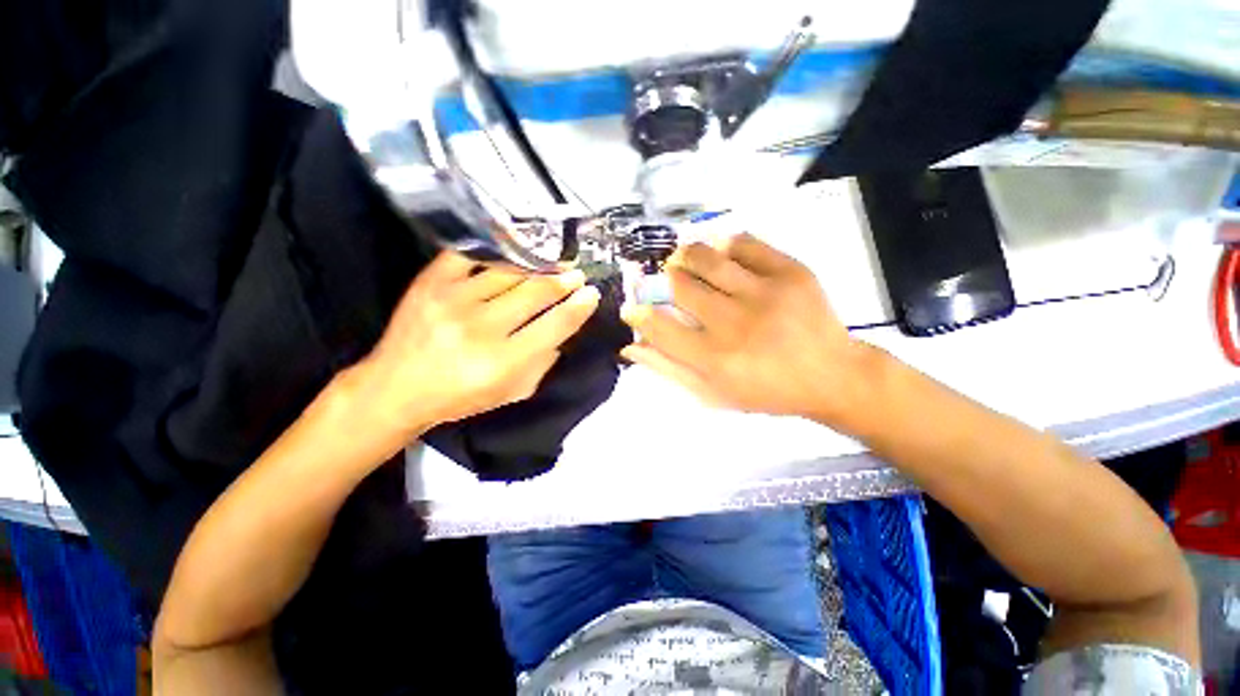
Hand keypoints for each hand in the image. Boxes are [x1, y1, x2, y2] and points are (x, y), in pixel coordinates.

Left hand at [352, 252, 599, 440]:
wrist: (396, 388)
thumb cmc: (460, 397)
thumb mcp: (512, 393)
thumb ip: (543, 363)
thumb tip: (563, 330)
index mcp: (502, 362)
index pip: (554, 326)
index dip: (578, 308)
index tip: (591, 294)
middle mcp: (480, 328)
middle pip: (536, 293)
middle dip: (563, 282)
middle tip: (576, 275)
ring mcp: (453, 301)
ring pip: (509, 272)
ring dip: (538, 267)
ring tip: (552, 265)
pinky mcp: (430, 283)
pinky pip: (471, 255)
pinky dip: (496, 251)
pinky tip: (513, 251)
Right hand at [621, 233, 874, 425]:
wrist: (832, 375)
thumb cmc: (767, 391)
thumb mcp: (713, 394)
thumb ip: (670, 369)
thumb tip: (631, 347)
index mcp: (715, 359)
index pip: (660, 327)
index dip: (639, 314)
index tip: (633, 308)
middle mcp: (735, 324)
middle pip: (680, 286)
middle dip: (661, 281)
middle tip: (663, 282)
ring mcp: (765, 293)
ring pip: (707, 258)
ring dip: (685, 256)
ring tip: (681, 260)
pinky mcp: (790, 272)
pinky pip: (745, 243)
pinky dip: (723, 243)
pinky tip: (717, 252)